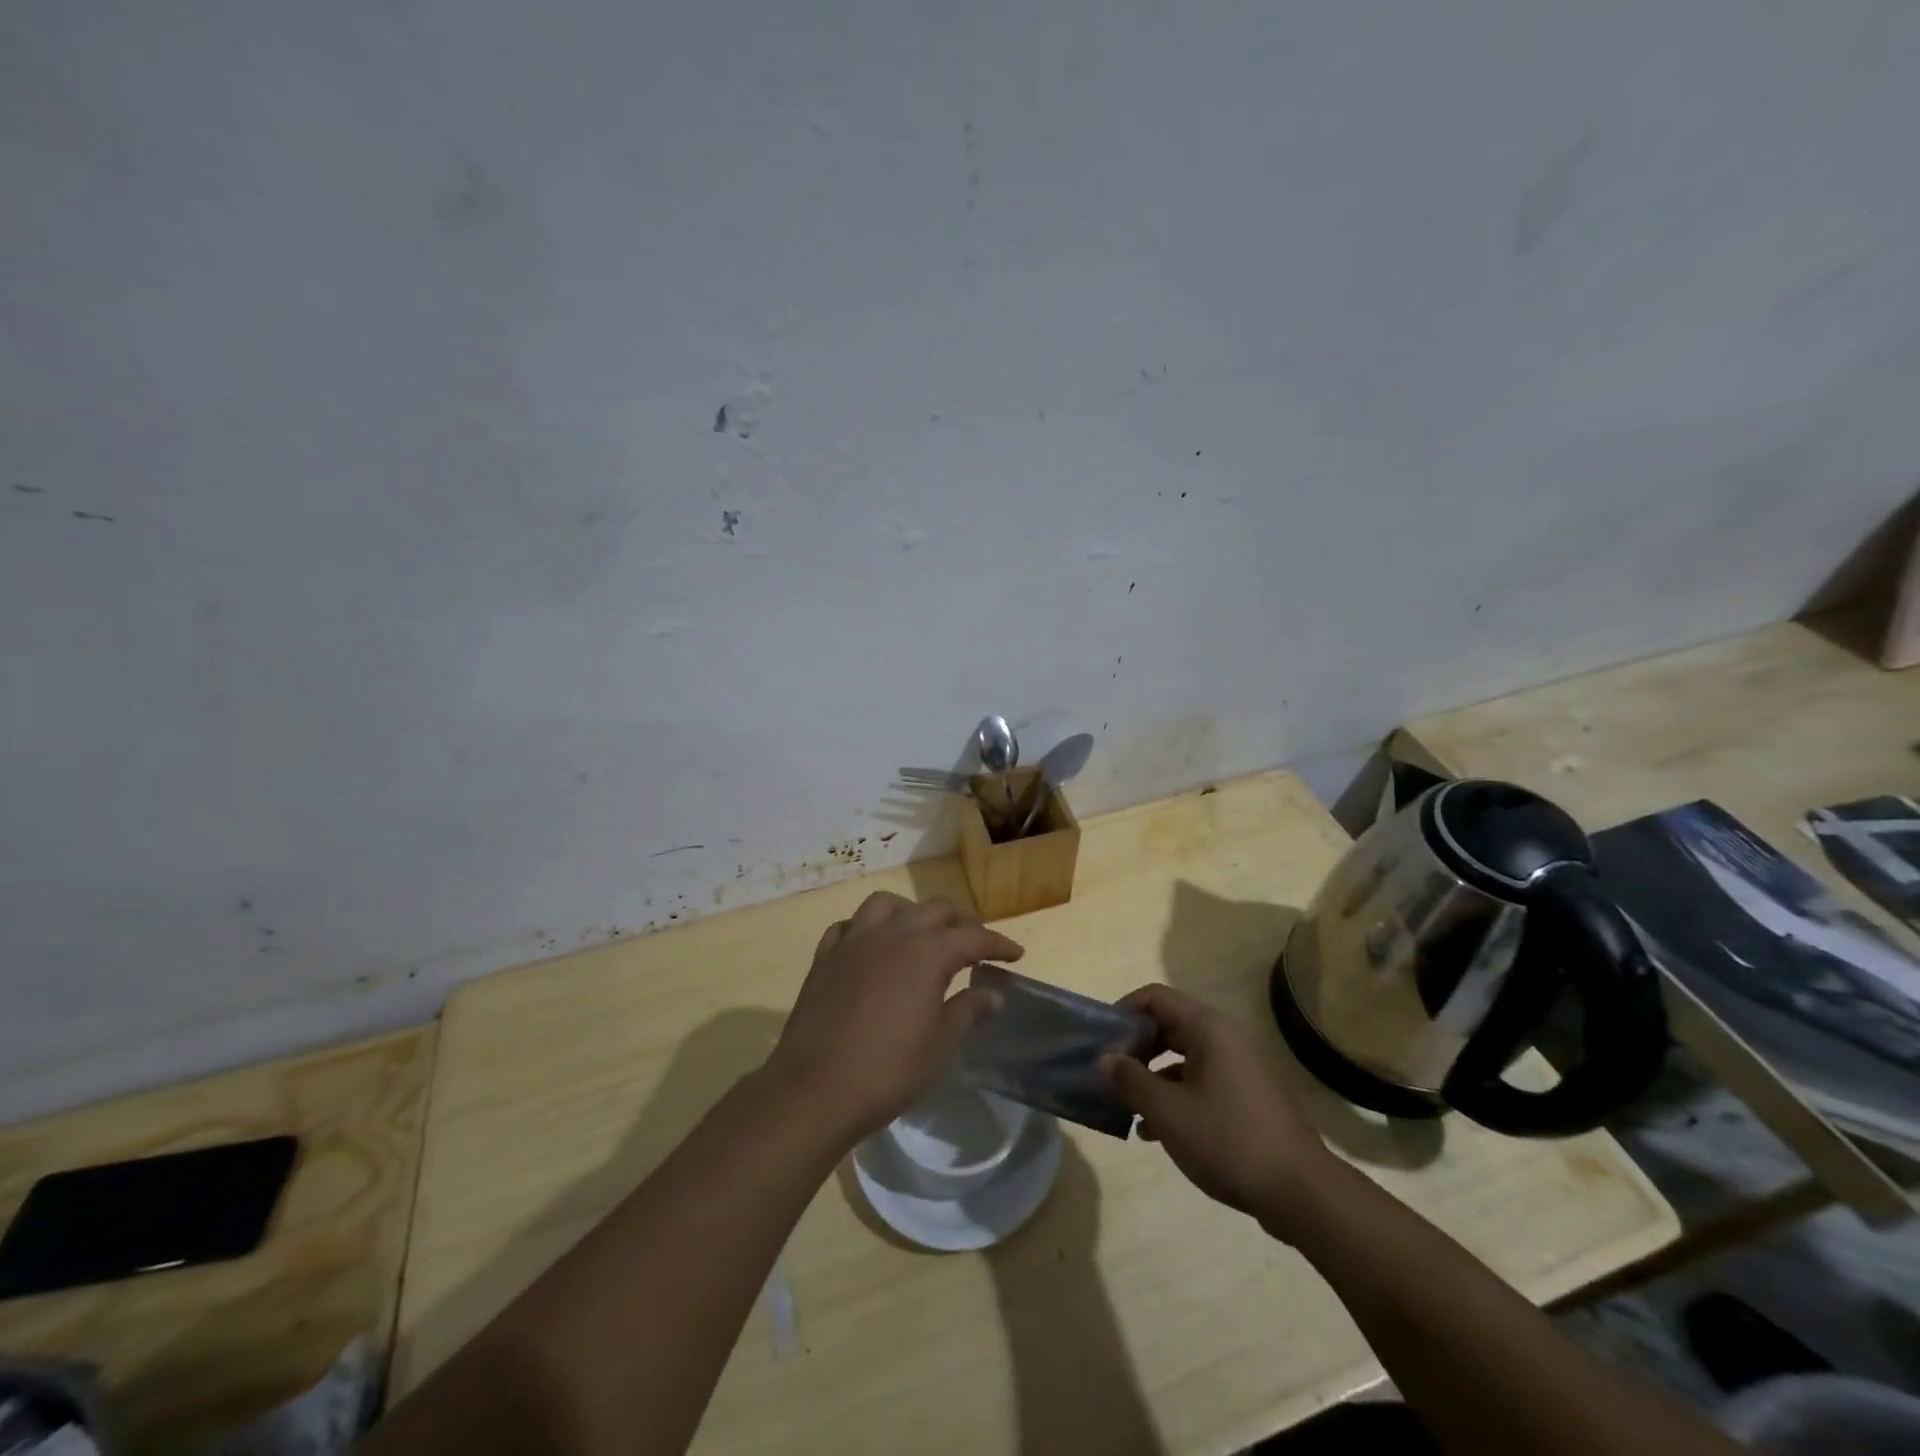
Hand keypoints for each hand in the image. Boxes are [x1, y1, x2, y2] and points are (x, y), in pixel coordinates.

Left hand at [767, 892, 1023, 1142]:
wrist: (815, 1089)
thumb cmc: (888, 1070)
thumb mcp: (940, 1044)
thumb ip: (968, 1011)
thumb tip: (994, 994)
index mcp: (927, 952)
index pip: (973, 937)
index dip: (998, 944)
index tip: (1015, 954)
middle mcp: (893, 933)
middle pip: (935, 911)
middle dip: (961, 923)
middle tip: (975, 946)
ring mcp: (854, 940)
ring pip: (888, 905)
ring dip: (912, 914)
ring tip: (921, 935)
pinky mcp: (825, 956)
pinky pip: (849, 925)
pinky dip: (867, 928)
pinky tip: (872, 946)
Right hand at [1100, 984, 1333, 1230]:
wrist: (1300, 1193)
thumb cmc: (1229, 1140)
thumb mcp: (1168, 1112)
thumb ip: (1131, 1080)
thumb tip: (1104, 1058)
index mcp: (1208, 1029)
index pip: (1155, 998)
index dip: (1124, 1011)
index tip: (1101, 1040)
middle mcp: (1224, 1040)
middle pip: (1167, 1026)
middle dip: (1134, 1048)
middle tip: (1109, 1074)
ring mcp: (1237, 1070)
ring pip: (1181, 1058)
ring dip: (1150, 1077)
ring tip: (1124, 1106)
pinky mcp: (1244, 1099)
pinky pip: (1198, 1083)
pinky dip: (1173, 1097)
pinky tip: (1153, 1131)